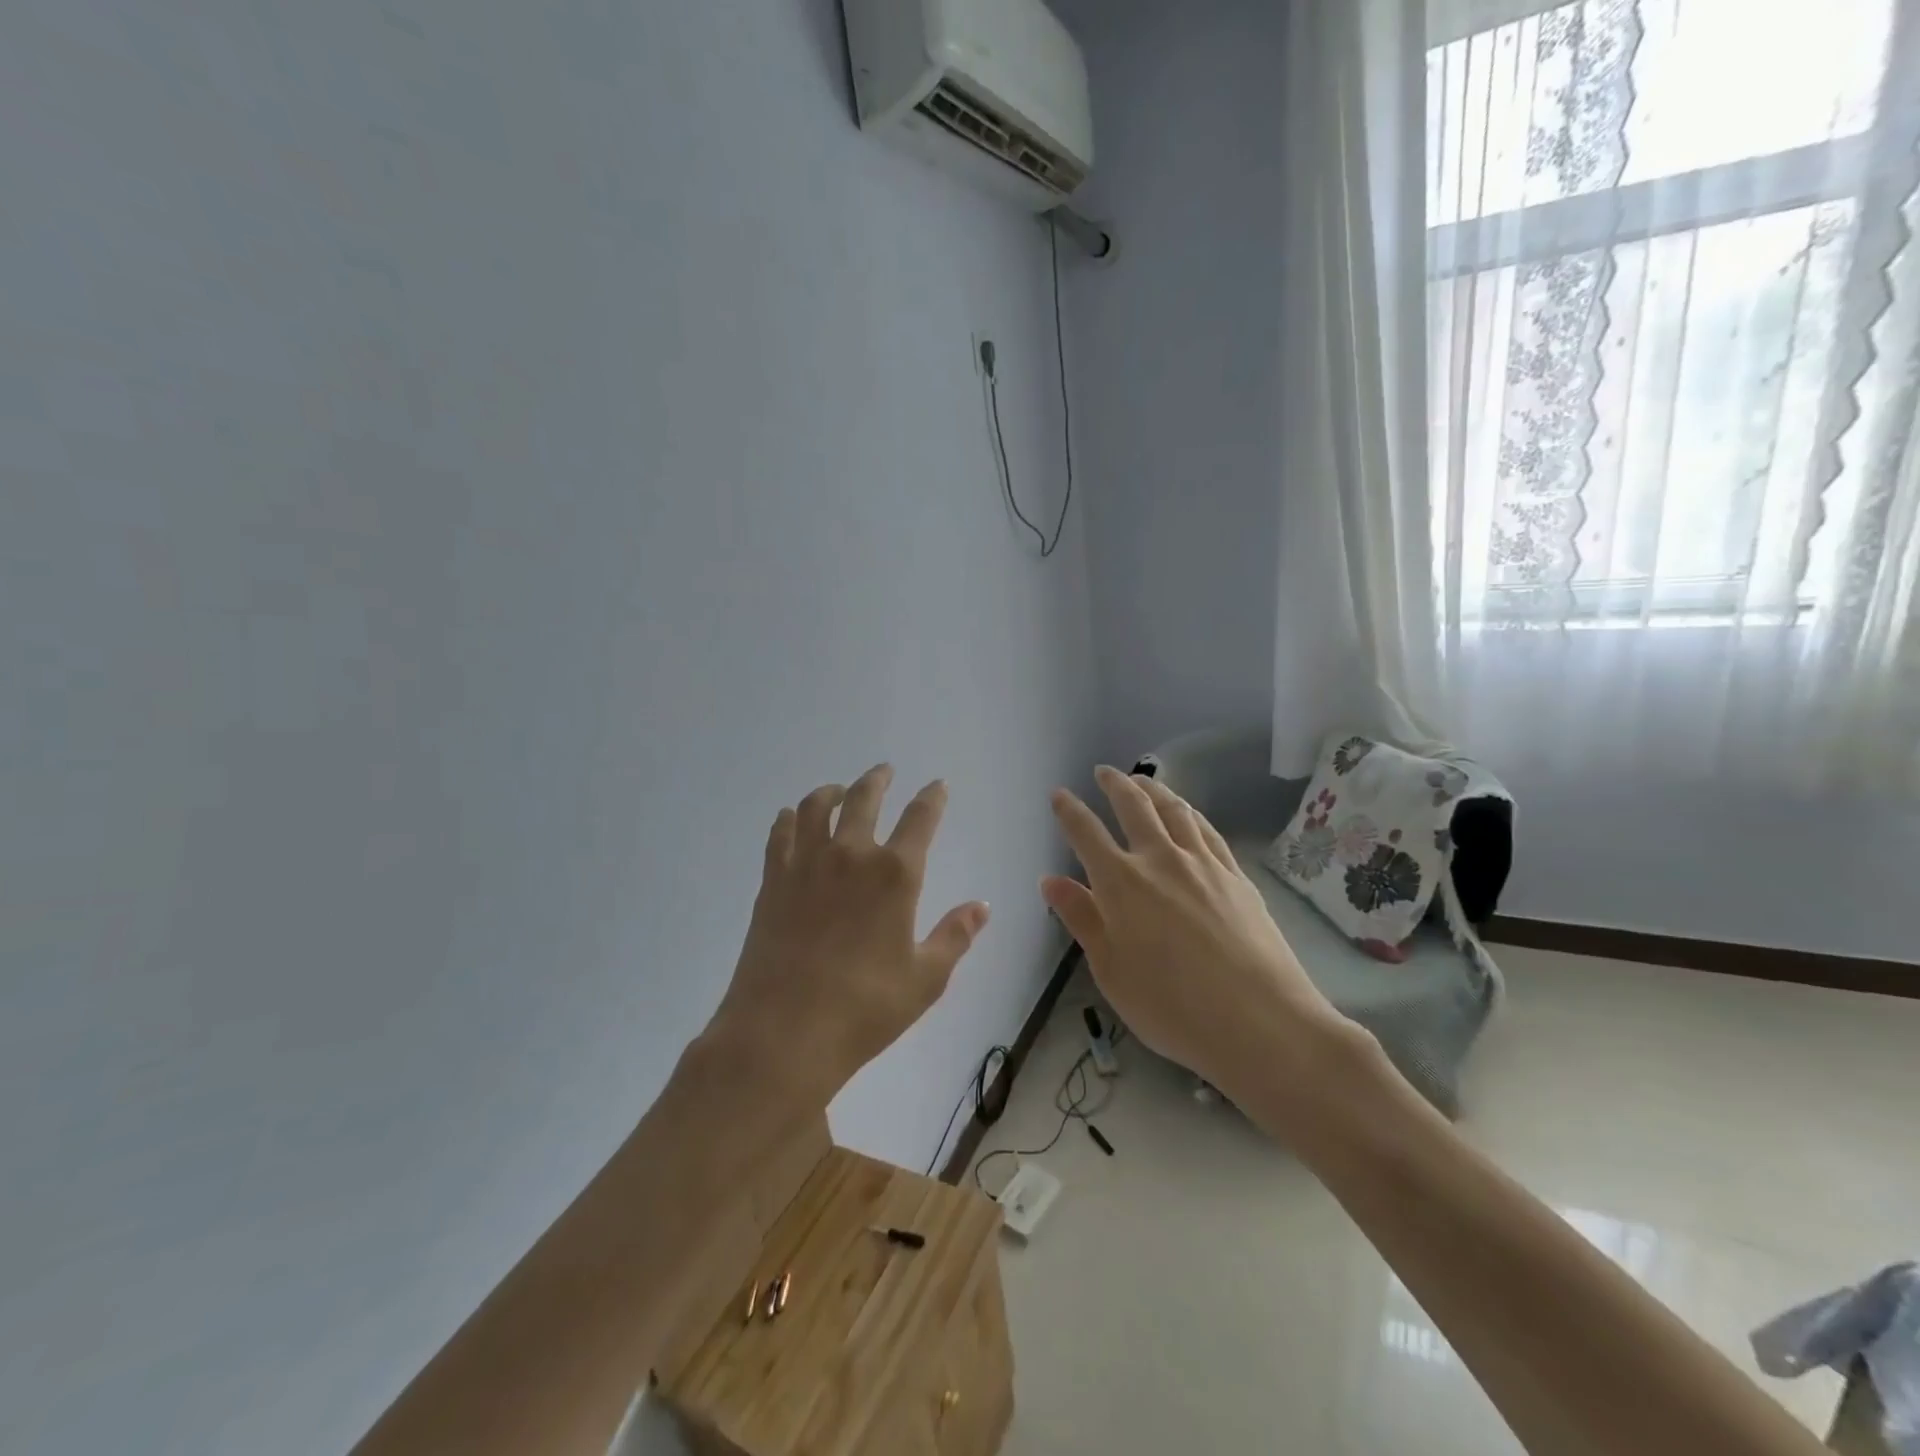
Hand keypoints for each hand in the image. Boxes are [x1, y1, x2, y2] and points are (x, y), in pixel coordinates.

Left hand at [708, 765, 989, 1109]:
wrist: (784, 1033)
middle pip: (864, 798)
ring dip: (832, 791)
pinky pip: (781, 833)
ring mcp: (806, 864)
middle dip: (877, 779)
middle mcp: (851, 855)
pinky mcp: (773, 881)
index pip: (921, 818)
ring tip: (839, 790)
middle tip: (884, 771)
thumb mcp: (926, 978)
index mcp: (895, 874)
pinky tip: (793, 818)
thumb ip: (955, 936)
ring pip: (817, 806)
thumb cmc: (866, 1009)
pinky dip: (791, 818)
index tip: (937, 785)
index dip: (932, 797)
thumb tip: (982, 906)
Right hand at [1041, 766, 1360, 1126]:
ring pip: (1174, 810)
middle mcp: (1160, 860)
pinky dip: (1190, 812)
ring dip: (1154, 789)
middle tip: (1103, 772)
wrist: (1260, 1022)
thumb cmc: (1171, 1007)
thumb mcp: (1110, 971)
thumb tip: (1050, 880)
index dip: (1069, 811)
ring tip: (1142, 780)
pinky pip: (1207, 830)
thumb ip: (1081, 919)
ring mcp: (1203, 863)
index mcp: (1121, 883)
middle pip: (1134, 807)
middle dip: (1114, 784)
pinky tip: (1187, 813)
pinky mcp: (1236, 875)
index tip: (1058, 794)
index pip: (1086, 833)